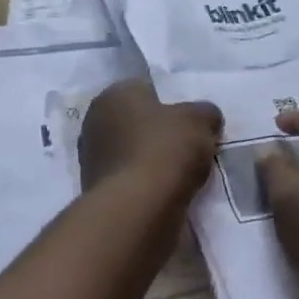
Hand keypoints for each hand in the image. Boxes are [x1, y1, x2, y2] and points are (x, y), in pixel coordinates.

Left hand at [79, 79, 221, 194]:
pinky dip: (145, 183)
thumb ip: (205, 113)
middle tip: (188, 147)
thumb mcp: (200, 121)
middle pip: (138, 123)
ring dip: (152, 160)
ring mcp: (91, 158)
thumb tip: (207, 119)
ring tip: (181, 174)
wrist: (137, 208)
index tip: (192, 123)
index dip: (173, 105)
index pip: (147, 90)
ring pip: (133, 152)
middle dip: (160, 133)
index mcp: (113, 95)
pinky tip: (165, 192)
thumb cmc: (165, 150)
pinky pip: (130, 178)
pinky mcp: (96, 189)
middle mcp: (94, 121)